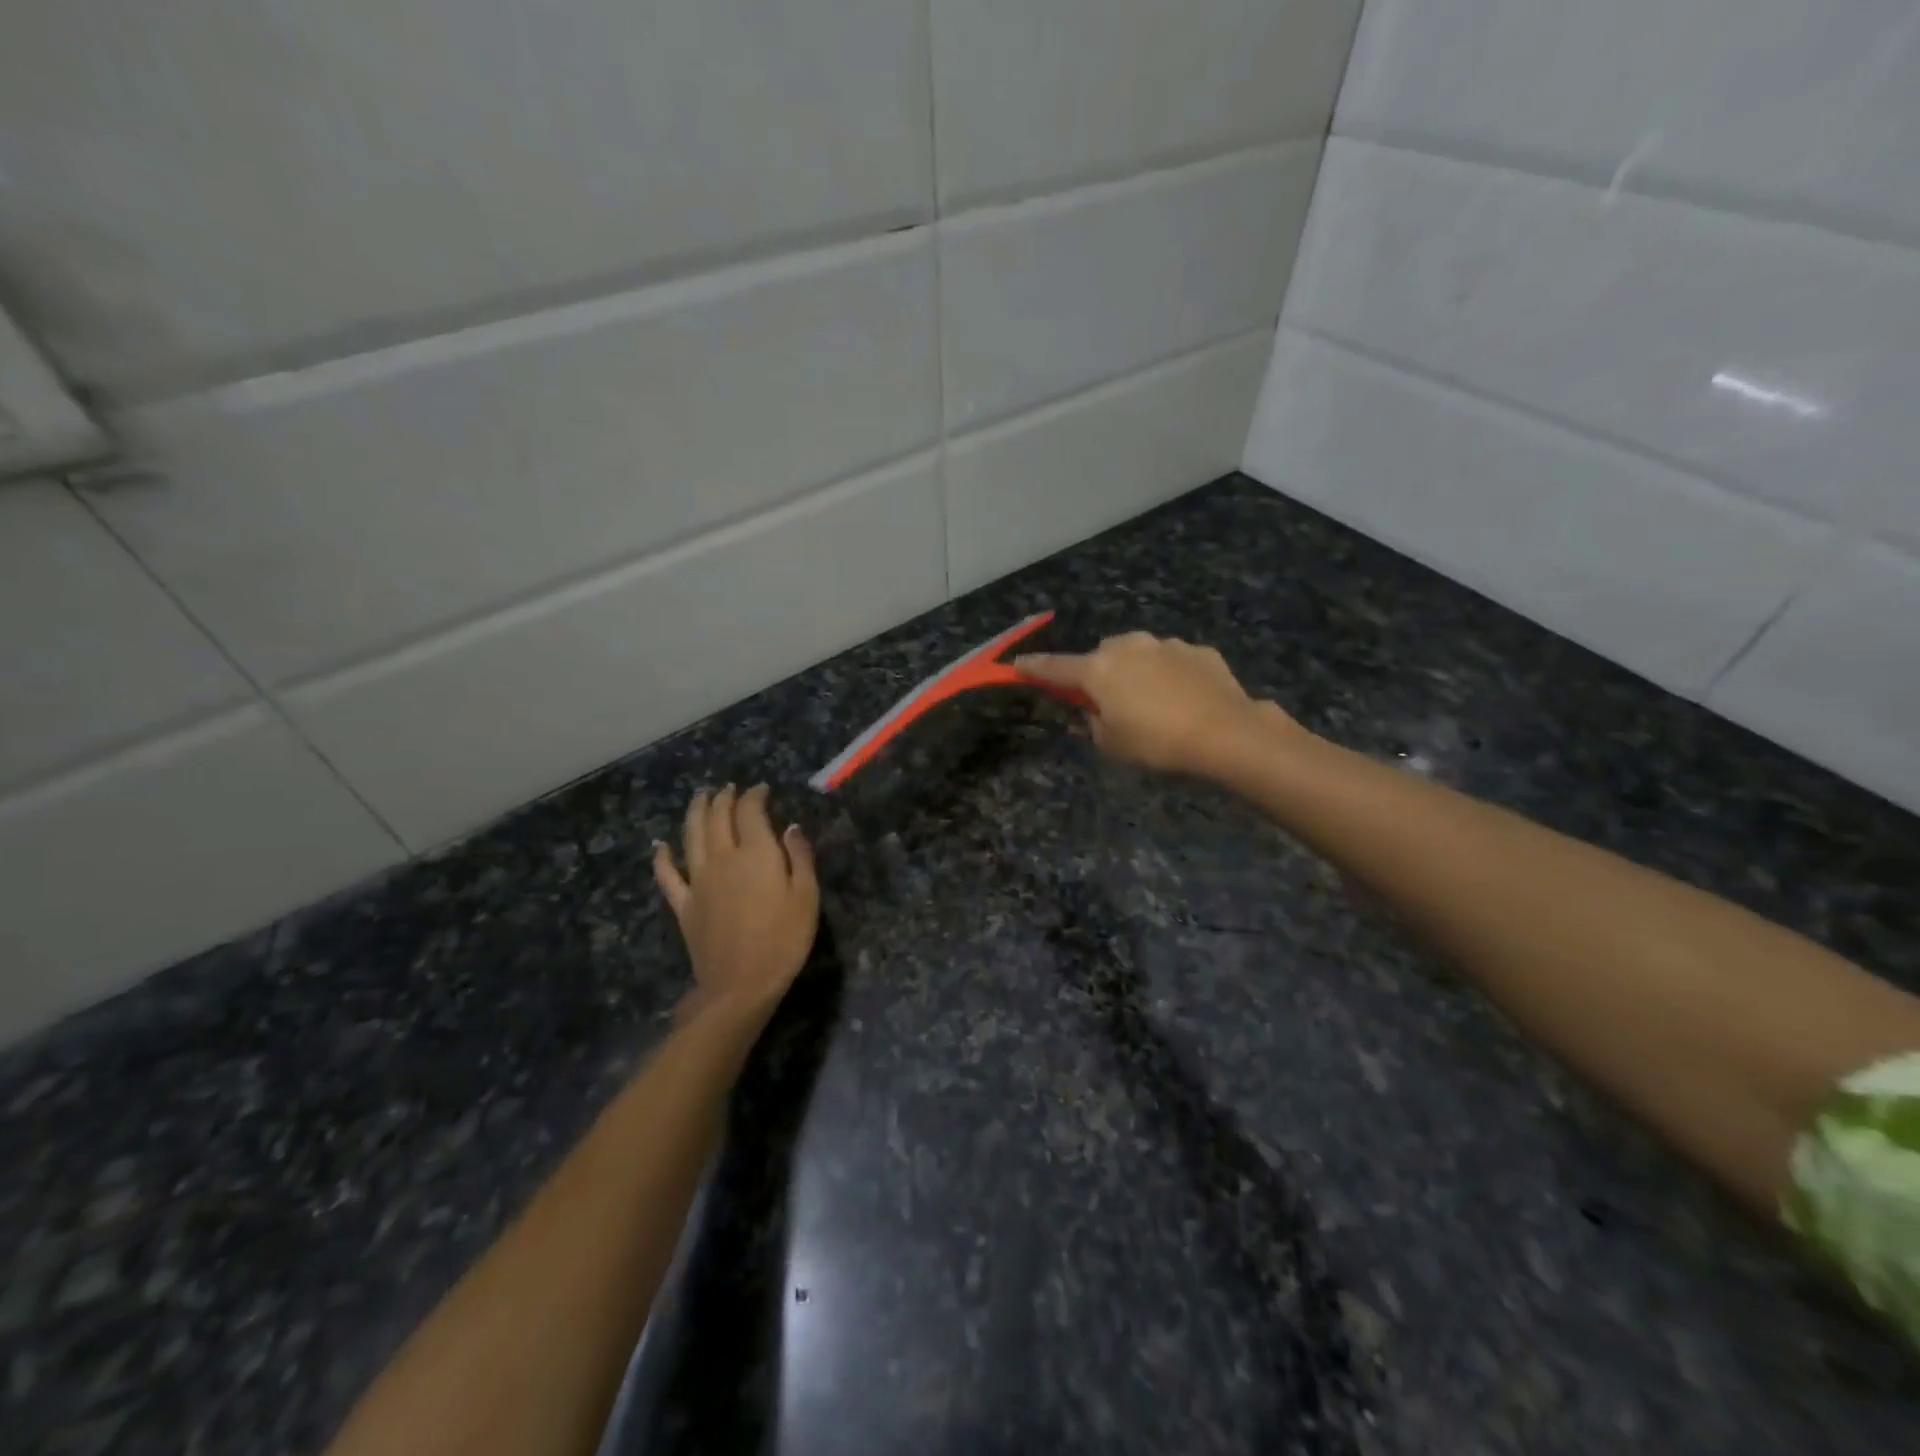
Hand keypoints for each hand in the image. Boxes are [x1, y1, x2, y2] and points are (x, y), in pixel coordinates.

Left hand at [653, 784, 818, 1017]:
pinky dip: (662, 857)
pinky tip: (660, 846)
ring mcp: (698, 881)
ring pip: (691, 836)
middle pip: (717, 817)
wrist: (741, 985)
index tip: (761, 789)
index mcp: (756, 853)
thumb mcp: (806, 896)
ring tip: (700, 797)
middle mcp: (723, 858)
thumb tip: (790, 827)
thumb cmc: (784, 940)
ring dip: (695, 812)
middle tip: (729, 789)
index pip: (750, 812)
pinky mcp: (684, 904)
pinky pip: (667, 875)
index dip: (754, 796)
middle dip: (724, 798)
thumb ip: (799, 857)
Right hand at [1016, 632, 1302, 776]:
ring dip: (1136, 673)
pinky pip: (1171, 661)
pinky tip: (1184, 701)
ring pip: (1138, 654)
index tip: (1018, 665)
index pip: (1055, 667)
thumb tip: (1094, 711)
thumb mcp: (1112, 745)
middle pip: (1100, 657)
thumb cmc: (1157, 743)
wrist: (1227, 733)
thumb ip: (1093, 724)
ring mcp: (1165, 645)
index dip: (1034, 668)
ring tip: (1154, 705)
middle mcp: (1128, 647)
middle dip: (1099, 674)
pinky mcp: (1198, 651)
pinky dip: (1169, 676)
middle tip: (1110, 704)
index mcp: (1098, 670)